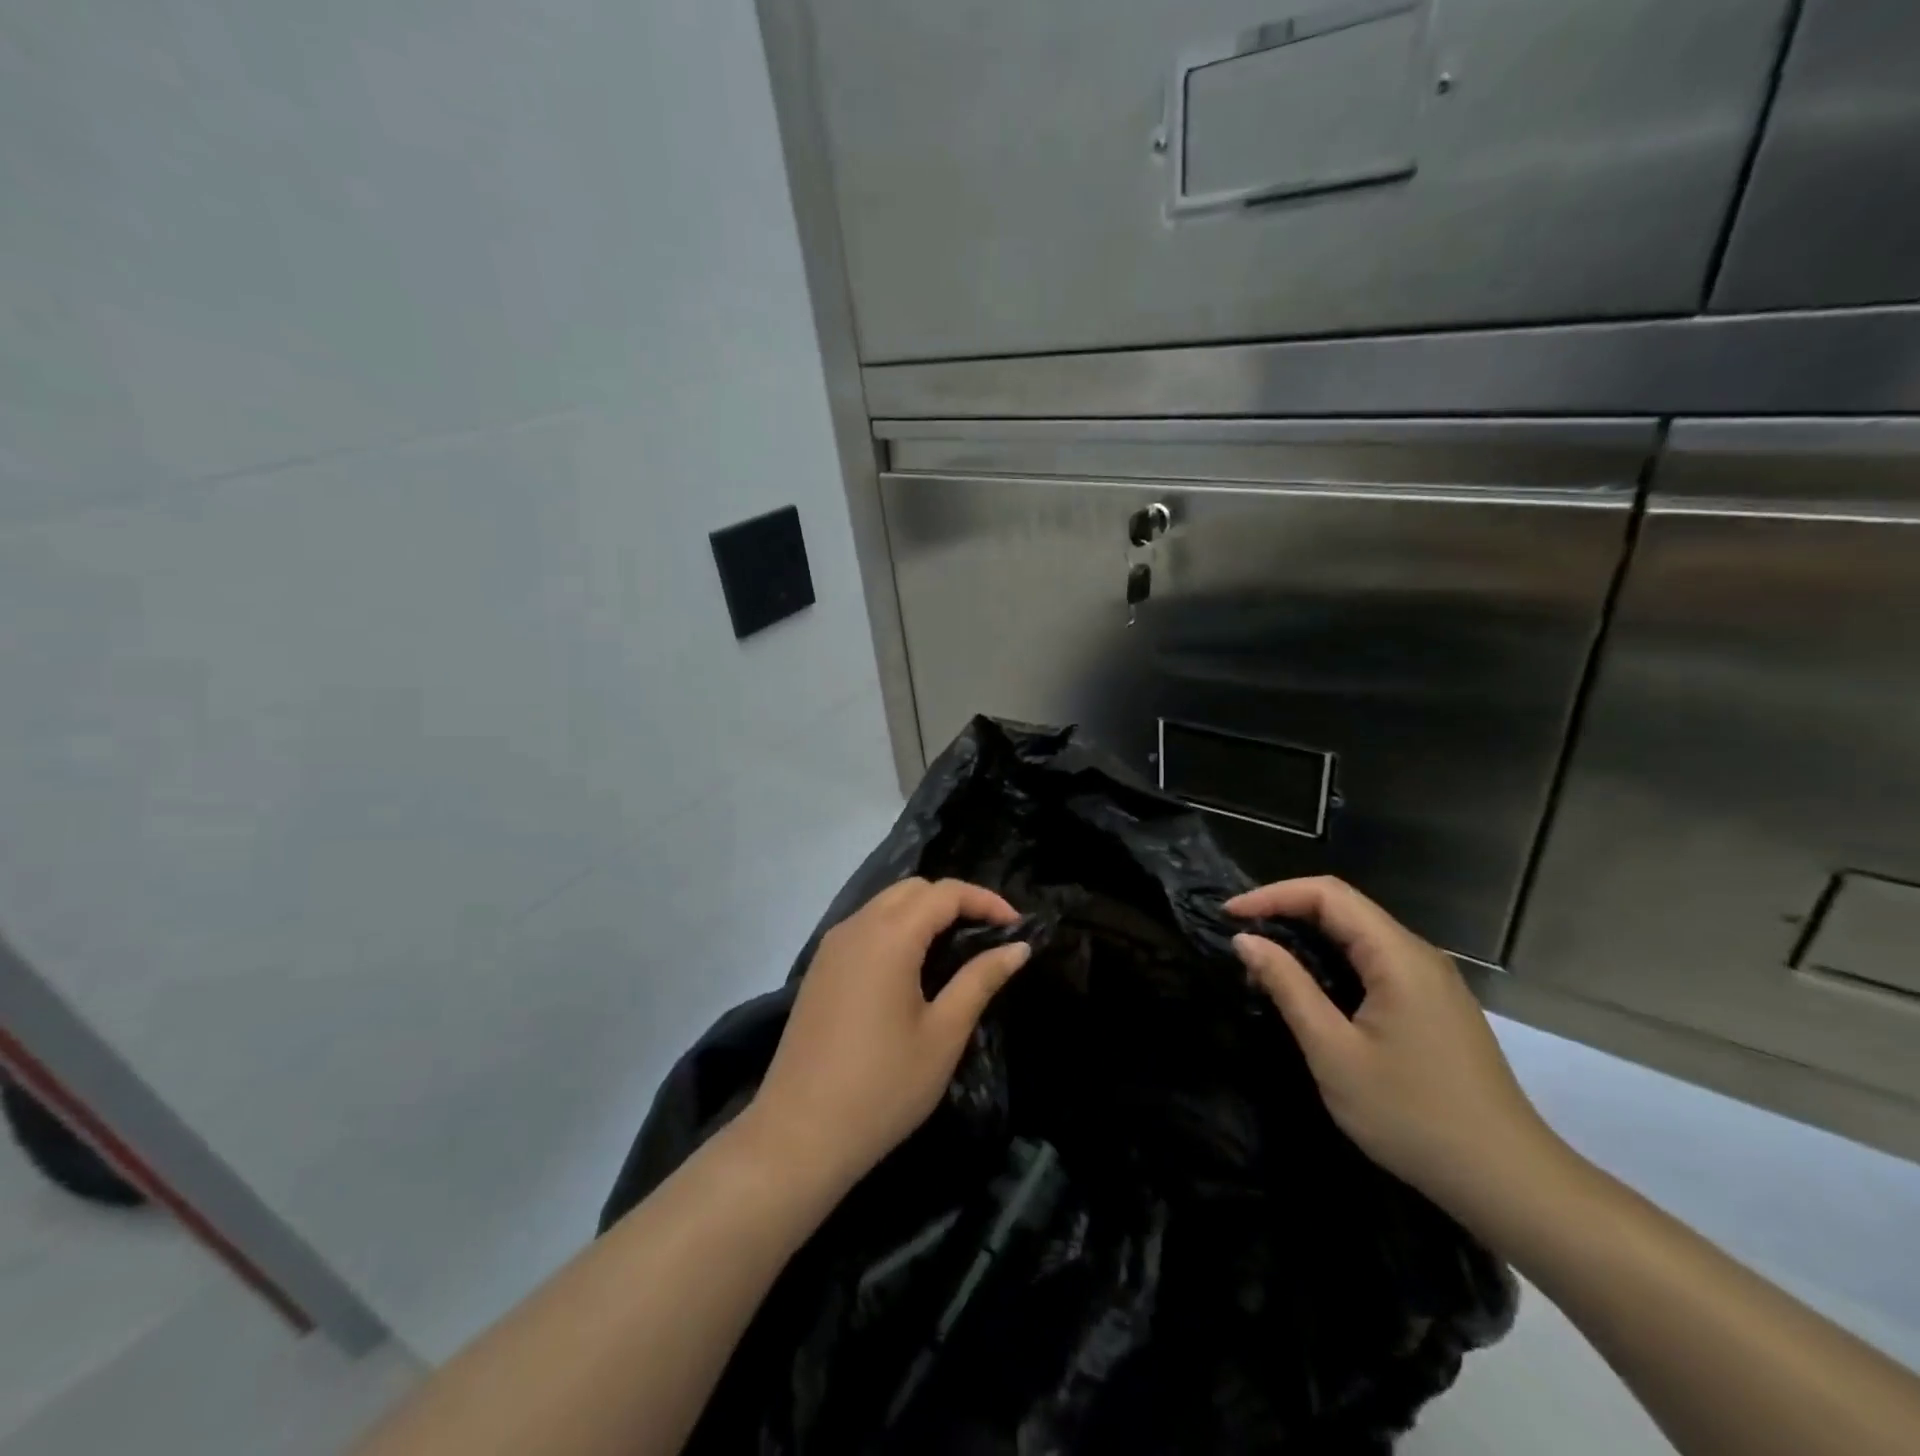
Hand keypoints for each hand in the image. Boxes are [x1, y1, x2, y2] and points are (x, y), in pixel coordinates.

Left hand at [742, 878, 1029, 1191]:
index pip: (945, 893)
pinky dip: (897, 929)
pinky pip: (865, 927)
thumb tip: (1018, 947)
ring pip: (886, 904)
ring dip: (924, 913)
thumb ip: (980, 980)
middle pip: (913, 889)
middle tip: (988, 936)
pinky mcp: (820, 968)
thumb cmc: (883, 1086)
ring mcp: (832, 946)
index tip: (1017, 926)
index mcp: (889, 936)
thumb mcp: (944, 1034)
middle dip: (955, 901)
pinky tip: (914, 967)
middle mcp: (857, 927)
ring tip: (957, 949)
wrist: (799, 1133)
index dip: (985, 900)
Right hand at [1227, 877, 1564, 1223]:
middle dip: (1286, 911)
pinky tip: (1311, 990)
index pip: (1327, 894)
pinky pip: (1374, 962)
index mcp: (1398, 957)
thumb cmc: (1413, 1117)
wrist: (1509, 1182)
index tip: (1229, 915)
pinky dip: (1333, 961)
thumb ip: (1289, 987)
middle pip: (1344, 907)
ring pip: (1359, 935)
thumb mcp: (1334, 1053)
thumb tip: (1246, 940)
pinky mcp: (1434, 1006)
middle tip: (1240, 936)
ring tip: (1264, 962)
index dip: (1272, 895)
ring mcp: (1431, 981)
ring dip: (1308, 937)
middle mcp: (1418, 955)